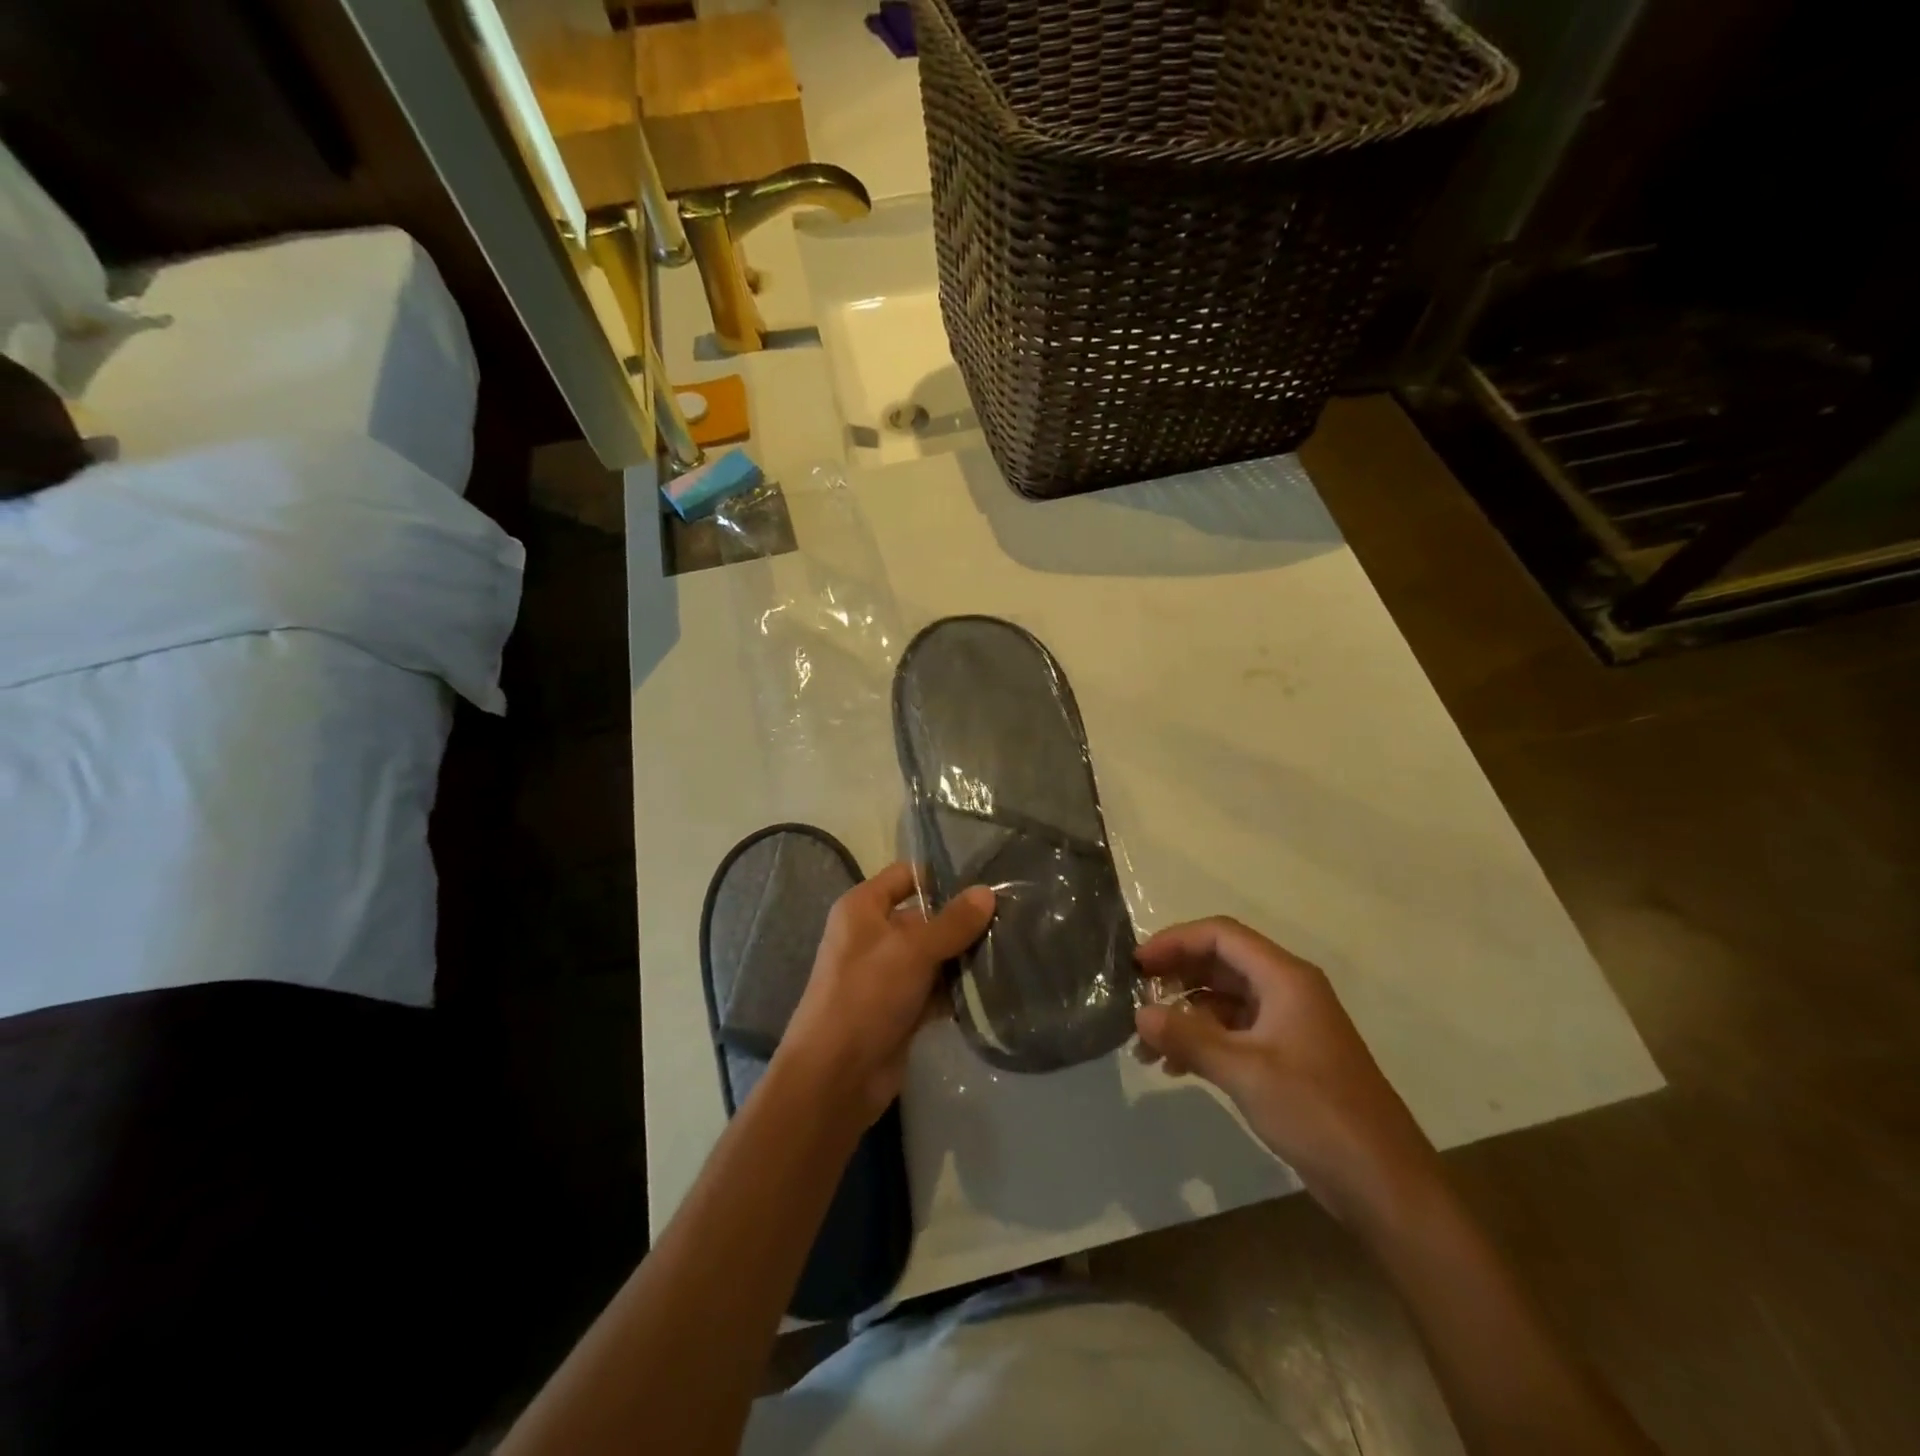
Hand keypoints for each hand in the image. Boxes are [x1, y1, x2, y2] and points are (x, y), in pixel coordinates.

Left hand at [778, 864, 994, 1126]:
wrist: (835, 1078)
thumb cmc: (865, 996)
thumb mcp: (912, 950)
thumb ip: (952, 922)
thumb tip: (988, 892)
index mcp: (863, 908)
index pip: (907, 875)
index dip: (942, 875)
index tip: (987, 880)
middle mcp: (874, 935)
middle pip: (926, 916)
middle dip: (964, 919)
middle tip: (1013, 917)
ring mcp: (888, 973)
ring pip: (935, 954)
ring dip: (965, 956)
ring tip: (1014, 947)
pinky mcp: (901, 1008)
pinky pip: (936, 988)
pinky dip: (959, 988)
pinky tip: (997, 985)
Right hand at [1134, 917, 1442, 1228]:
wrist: (1386, 1185)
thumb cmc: (1317, 1114)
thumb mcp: (1245, 1073)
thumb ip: (1188, 1039)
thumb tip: (1139, 1015)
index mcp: (1285, 978)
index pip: (1221, 935)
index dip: (1175, 942)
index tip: (1137, 965)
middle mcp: (1287, 990)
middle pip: (1221, 962)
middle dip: (1175, 976)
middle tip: (1135, 999)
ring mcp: (1289, 1024)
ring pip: (1224, 999)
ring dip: (1185, 1014)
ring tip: (1147, 1044)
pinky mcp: (1287, 1057)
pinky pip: (1235, 1031)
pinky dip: (1203, 1040)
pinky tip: (1175, 1066)